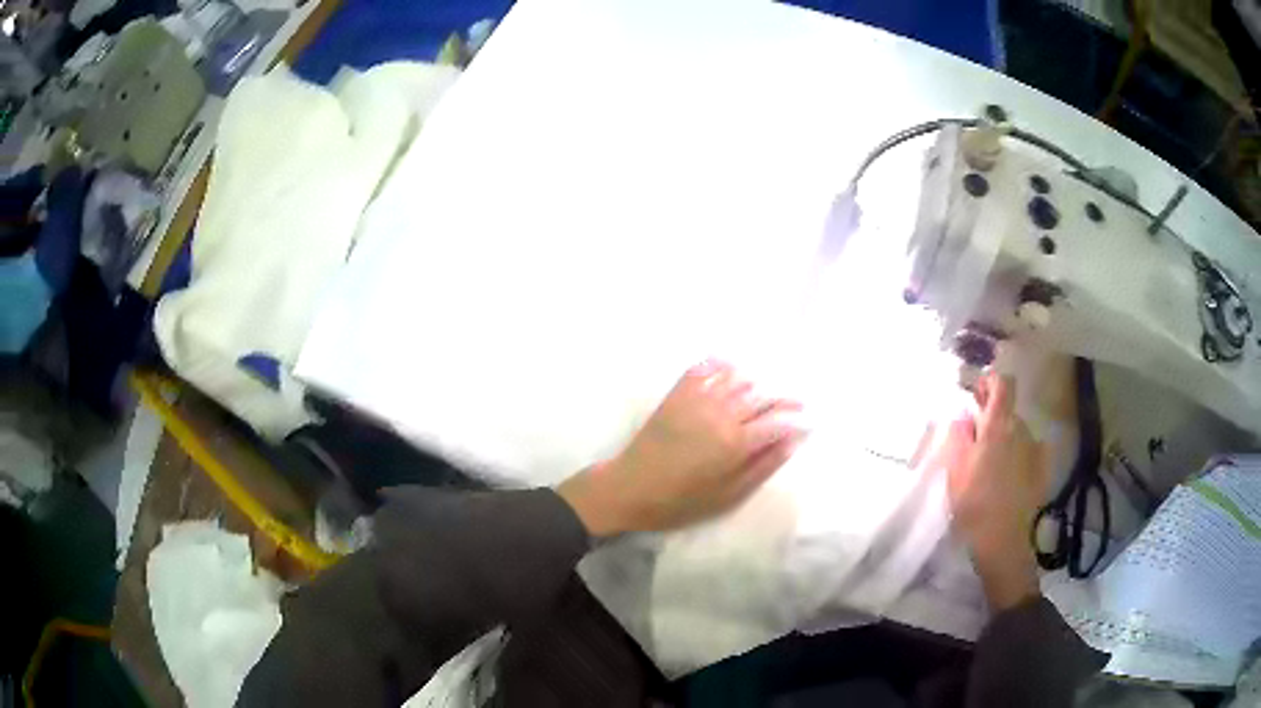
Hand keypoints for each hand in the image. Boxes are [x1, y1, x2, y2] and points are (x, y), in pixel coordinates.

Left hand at [557, 360, 805, 537]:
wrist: (629, 489)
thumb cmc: (681, 501)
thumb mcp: (728, 495)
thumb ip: (763, 466)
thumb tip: (792, 442)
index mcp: (735, 442)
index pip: (778, 421)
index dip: (797, 419)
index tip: (808, 421)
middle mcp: (721, 413)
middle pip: (762, 395)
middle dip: (784, 398)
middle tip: (796, 403)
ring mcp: (698, 399)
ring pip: (738, 378)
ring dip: (757, 383)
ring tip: (765, 393)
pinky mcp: (677, 393)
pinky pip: (705, 368)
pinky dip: (722, 365)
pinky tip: (731, 370)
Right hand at [942, 373, 1049, 609]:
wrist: (1002, 541)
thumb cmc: (973, 504)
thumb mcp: (955, 470)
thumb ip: (960, 436)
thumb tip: (965, 416)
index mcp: (998, 427)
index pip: (1003, 384)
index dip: (991, 382)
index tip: (978, 393)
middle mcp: (1021, 431)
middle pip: (1009, 412)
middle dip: (994, 419)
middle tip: (976, 441)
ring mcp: (1035, 450)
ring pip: (1018, 433)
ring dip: (1006, 440)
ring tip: (991, 467)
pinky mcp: (1042, 470)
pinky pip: (1029, 452)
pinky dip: (1019, 456)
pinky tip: (1009, 478)